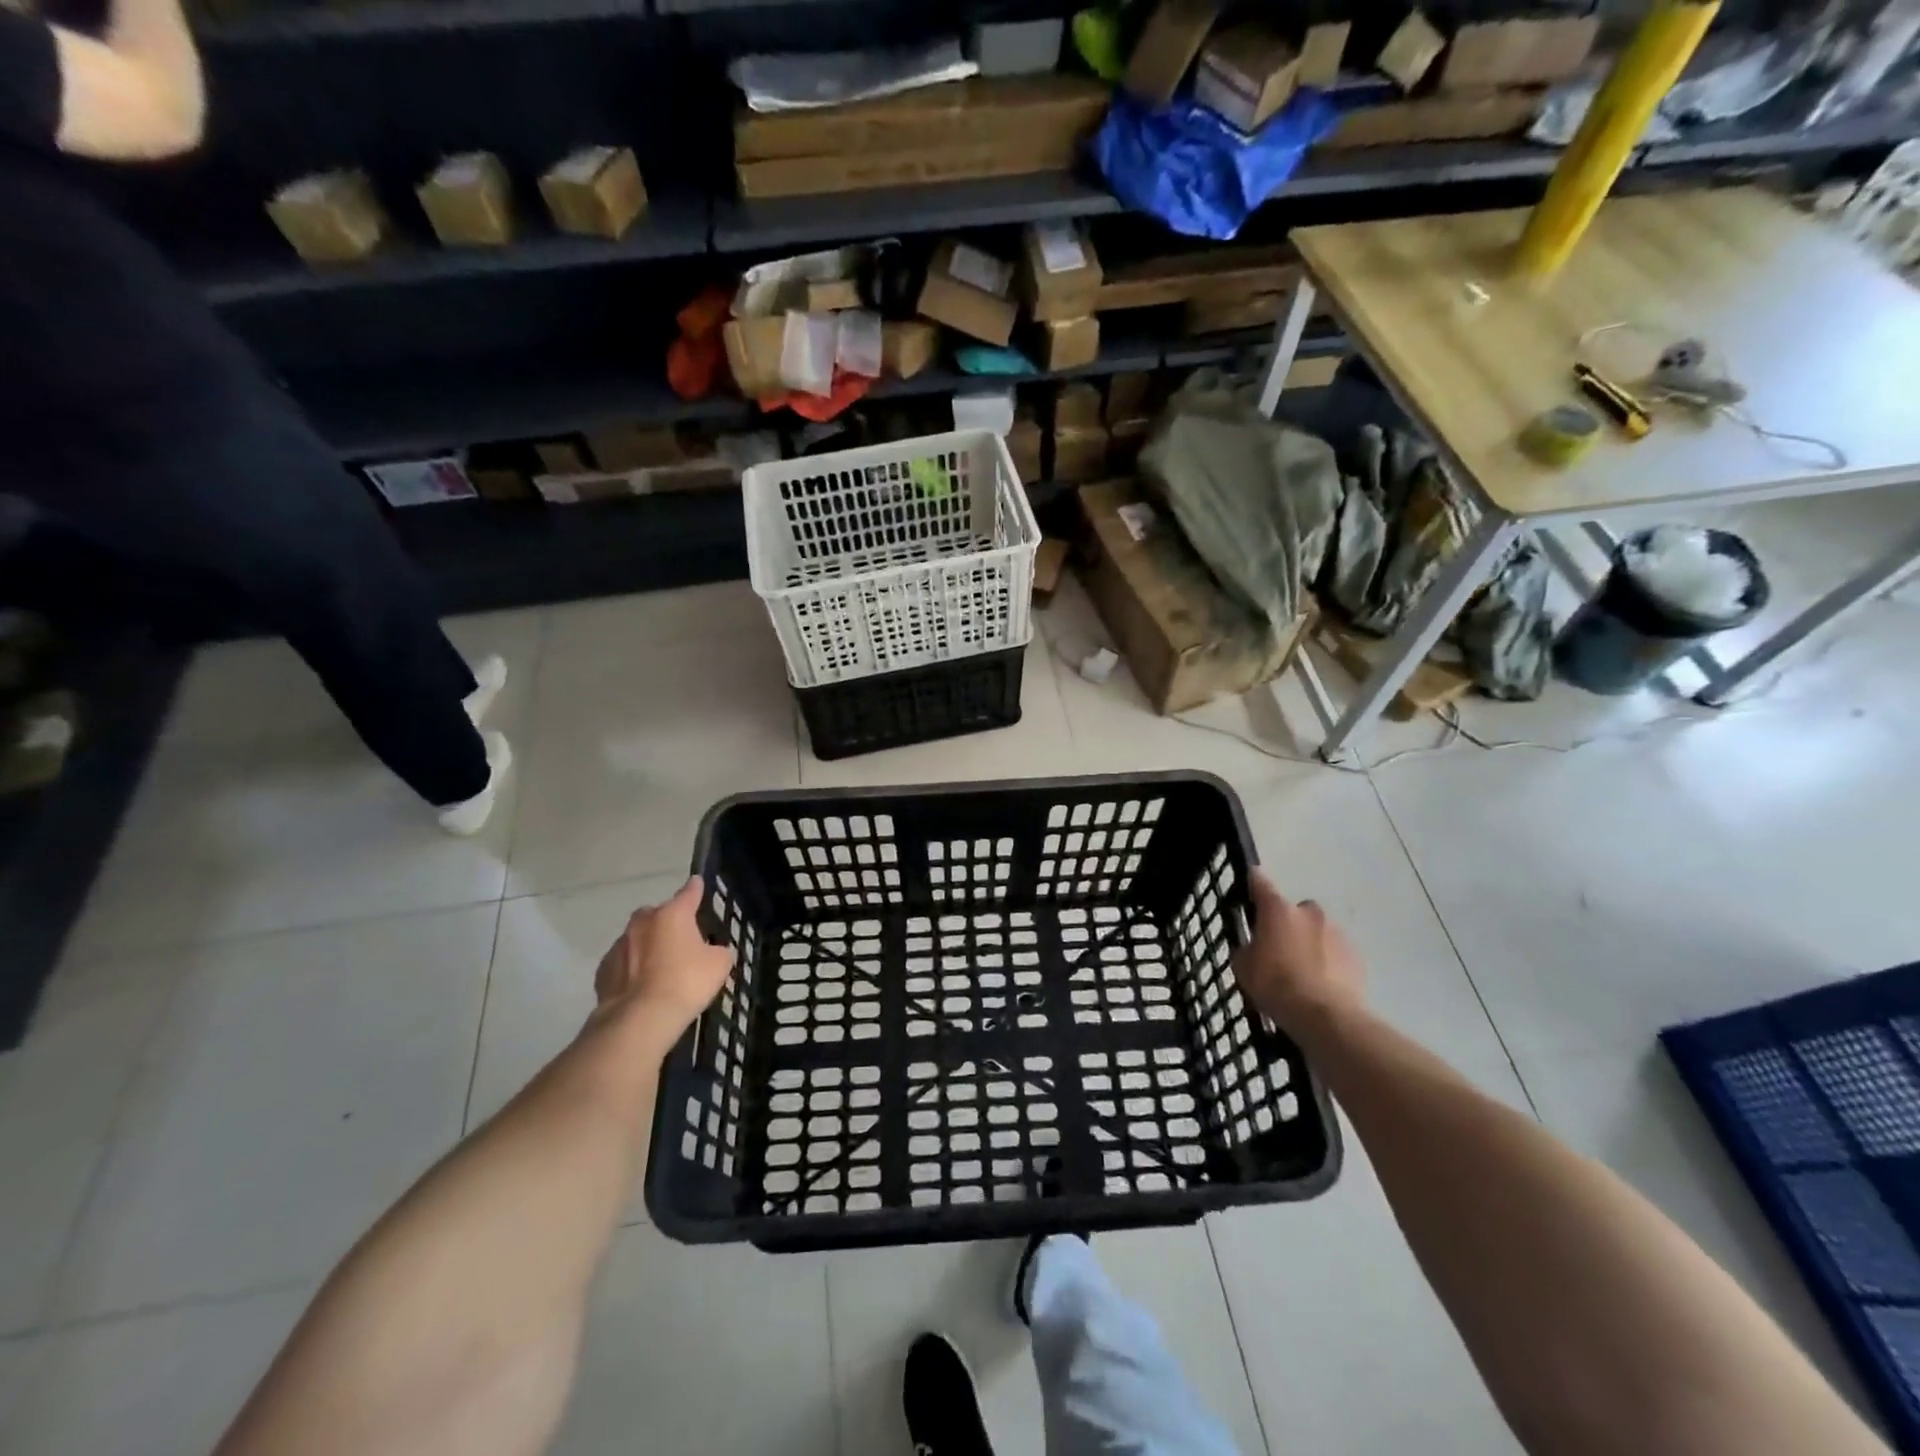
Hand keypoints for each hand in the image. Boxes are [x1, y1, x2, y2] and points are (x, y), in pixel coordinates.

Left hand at [594, 877, 735, 1037]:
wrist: (639, 1019)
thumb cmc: (685, 983)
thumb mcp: (718, 966)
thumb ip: (719, 951)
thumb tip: (715, 951)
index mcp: (673, 914)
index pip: (689, 893)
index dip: (695, 888)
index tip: (697, 883)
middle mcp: (643, 922)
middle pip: (657, 914)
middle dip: (667, 923)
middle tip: (680, 942)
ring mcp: (619, 945)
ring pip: (637, 939)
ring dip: (648, 947)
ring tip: (660, 970)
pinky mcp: (603, 971)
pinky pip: (622, 963)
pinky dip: (631, 970)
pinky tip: (641, 987)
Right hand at [1233, 871, 1365, 1035]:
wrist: (1325, 1016)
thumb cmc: (1276, 985)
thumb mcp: (1243, 967)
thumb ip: (1248, 949)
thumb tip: (1255, 948)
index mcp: (1278, 910)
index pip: (1261, 883)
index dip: (1254, 881)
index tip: (1251, 881)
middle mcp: (1309, 912)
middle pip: (1295, 911)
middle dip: (1288, 924)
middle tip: (1279, 949)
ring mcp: (1337, 932)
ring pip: (1318, 931)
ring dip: (1310, 944)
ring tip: (1302, 973)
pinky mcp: (1357, 956)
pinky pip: (1336, 953)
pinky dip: (1329, 962)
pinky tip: (1321, 985)